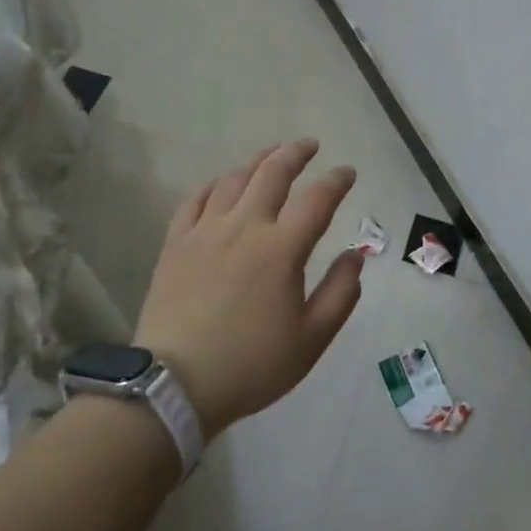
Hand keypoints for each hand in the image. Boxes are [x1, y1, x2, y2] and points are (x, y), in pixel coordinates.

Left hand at [134, 139, 364, 437]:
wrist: (175, 386)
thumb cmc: (251, 365)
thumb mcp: (311, 340)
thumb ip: (340, 294)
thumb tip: (354, 256)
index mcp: (281, 249)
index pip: (317, 200)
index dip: (337, 181)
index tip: (348, 172)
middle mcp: (244, 226)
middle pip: (272, 173)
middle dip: (295, 153)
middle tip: (310, 145)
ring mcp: (205, 231)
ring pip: (234, 179)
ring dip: (257, 161)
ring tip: (271, 156)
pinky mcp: (176, 243)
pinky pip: (196, 199)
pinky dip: (214, 184)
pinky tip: (222, 184)